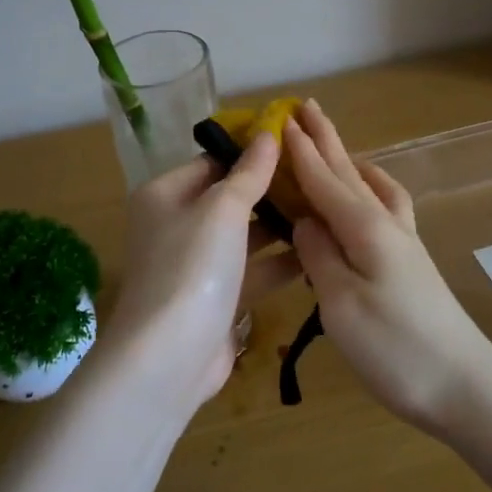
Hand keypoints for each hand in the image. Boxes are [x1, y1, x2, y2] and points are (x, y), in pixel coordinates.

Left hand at [106, 132, 301, 410]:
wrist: (169, 359)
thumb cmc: (191, 268)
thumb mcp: (222, 210)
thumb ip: (250, 173)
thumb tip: (269, 132)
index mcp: (165, 195)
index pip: (212, 161)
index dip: (250, 152)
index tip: (295, 144)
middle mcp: (176, 226)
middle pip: (229, 199)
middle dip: (271, 191)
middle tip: (319, 178)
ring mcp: (196, 266)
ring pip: (244, 237)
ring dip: (280, 228)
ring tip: (326, 211)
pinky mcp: (216, 300)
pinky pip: (251, 272)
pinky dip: (278, 263)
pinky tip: (317, 253)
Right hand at [284, 101, 491, 433]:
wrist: (464, 387)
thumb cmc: (395, 349)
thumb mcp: (341, 304)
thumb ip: (319, 255)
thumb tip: (304, 220)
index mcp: (364, 229)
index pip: (323, 180)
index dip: (300, 151)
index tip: (280, 119)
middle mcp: (385, 224)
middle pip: (349, 172)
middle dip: (326, 140)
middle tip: (307, 107)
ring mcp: (403, 242)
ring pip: (371, 186)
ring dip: (349, 161)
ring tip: (335, 146)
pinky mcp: (410, 262)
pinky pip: (387, 207)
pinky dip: (371, 188)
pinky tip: (369, 197)